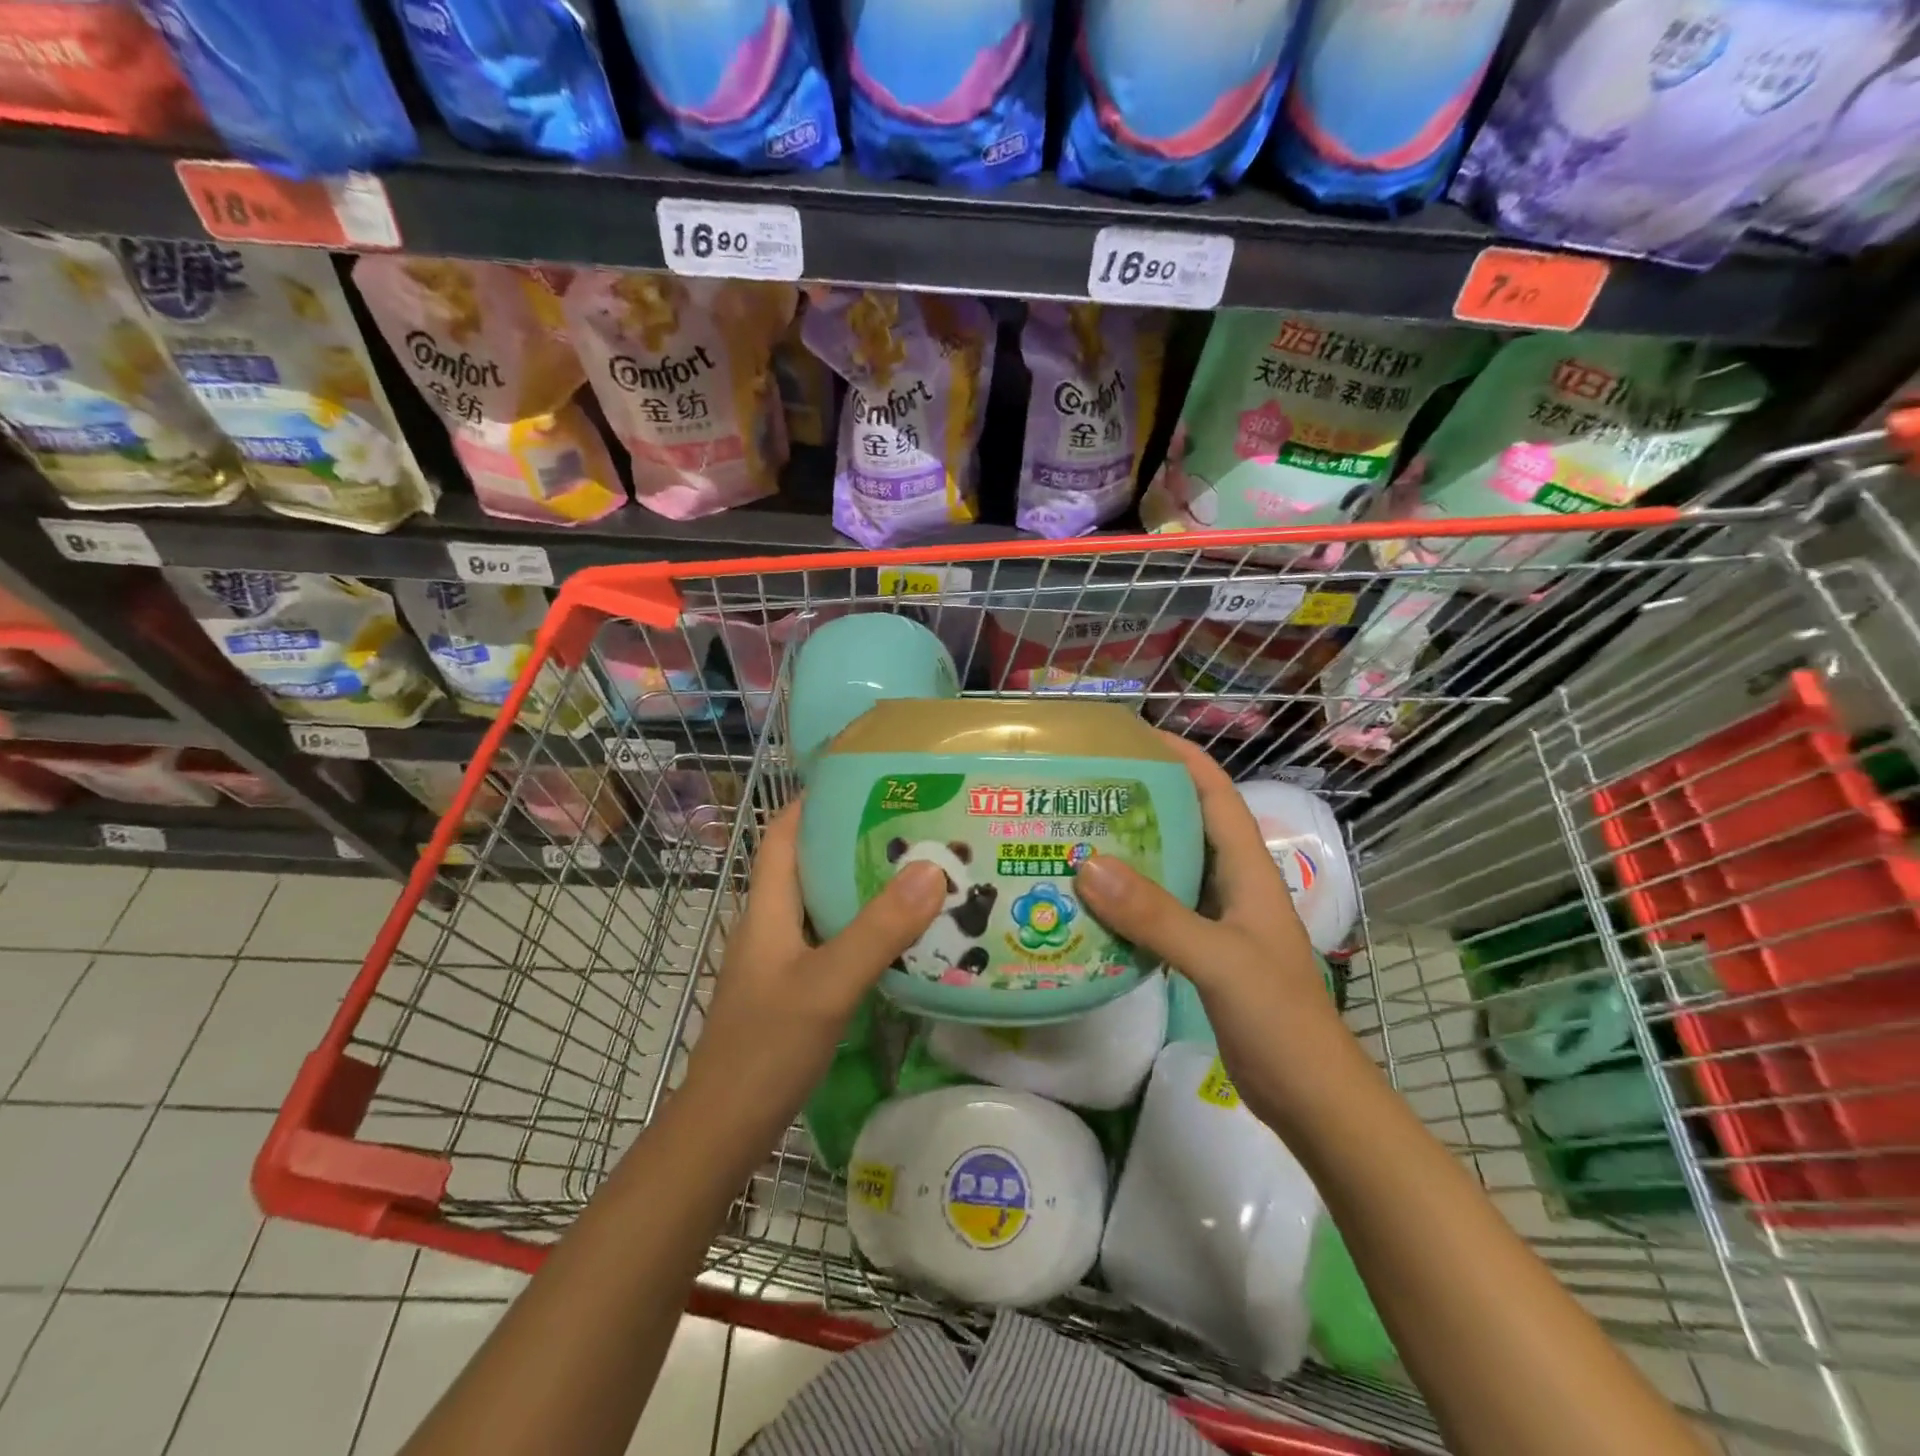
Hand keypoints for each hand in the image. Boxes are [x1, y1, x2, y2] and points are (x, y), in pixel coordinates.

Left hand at [679, 799, 945, 1129]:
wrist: (725, 1130)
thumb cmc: (766, 1048)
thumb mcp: (828, 984)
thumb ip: (878, 929)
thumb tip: (931, 868)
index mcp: (767, 908)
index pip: (782, 833)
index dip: (812, 800)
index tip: (862, 779)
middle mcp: (771, 924)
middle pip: (808, 863)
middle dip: (852, 838)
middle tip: (910, 823)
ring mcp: (781, 958)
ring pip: (823, 904)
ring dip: (862, 884)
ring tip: (918, 870)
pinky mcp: (794, 988)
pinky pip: (832, 940)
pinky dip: (863, 927)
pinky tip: (902, 936)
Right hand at [1073, 733, 1363, 1130]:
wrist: (1310, 1097)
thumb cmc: (1279, 1019)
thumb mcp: (1219, 961)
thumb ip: (1157, 915)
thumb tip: (1087, 864)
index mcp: (1248, 870)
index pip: (1216, 793)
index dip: (1182, 757)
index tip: (1133, 736)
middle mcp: (1232, 884)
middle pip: (1186, 824)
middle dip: (1142, 799)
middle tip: (1084, 786)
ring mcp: (1217, 919)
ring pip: (1169, 868)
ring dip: (1129, 850)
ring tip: (1075, 834)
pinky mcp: (1201, 951)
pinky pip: (1158, 910)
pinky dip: (1126, 900)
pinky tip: (1089, 903)